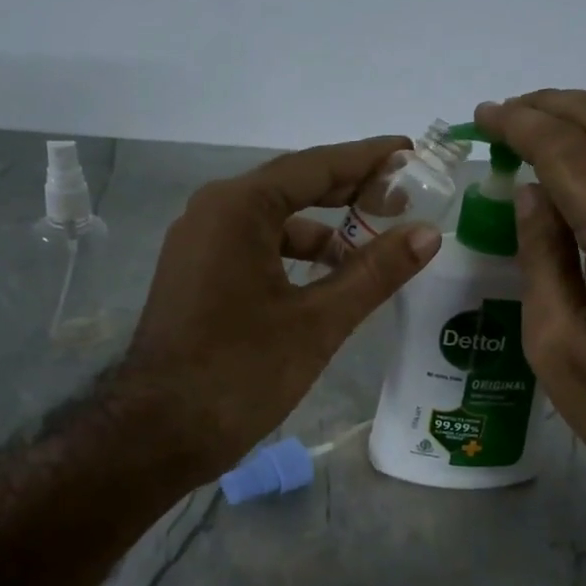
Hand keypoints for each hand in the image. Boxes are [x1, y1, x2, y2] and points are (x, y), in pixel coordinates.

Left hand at [120, 138, 442, 482]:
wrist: (158, 432)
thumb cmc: (240, 372)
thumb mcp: (317, 321)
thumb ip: (375, 272)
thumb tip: (428, 234)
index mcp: (238, 207)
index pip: (316, 165)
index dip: (369, 158)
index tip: (412, 152)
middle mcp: (213, 212)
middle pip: (294, 187)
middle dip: (350, 192)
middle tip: (405, 198)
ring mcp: (199, 244)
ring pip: (274, 222)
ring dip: (324, 230)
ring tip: (374, 248)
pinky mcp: (197, 275)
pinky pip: (255, 248)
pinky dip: (294, 256)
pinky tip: (327, 280)